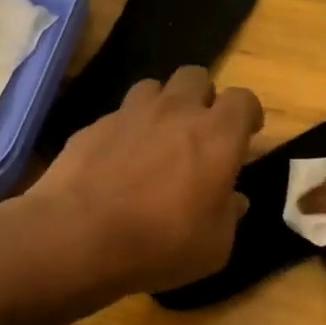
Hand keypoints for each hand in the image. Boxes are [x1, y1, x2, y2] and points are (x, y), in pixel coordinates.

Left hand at [26, 67, 263, 296]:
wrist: (77, 237)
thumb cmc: (160, 244)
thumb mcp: (213, 247)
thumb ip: (228, 216)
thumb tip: (234, 200)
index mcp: (216, 136)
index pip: (243, 99)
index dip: (248, 113)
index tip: (247, 133)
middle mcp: (175, 112)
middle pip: (196, 77)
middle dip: (203, 97)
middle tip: (200, 131)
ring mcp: (129, 114)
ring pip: (153, 87)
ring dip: (162, 106)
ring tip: (157, 138)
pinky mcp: (93, 126)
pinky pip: (117, 116)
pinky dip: (125, 131)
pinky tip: (117, 161)